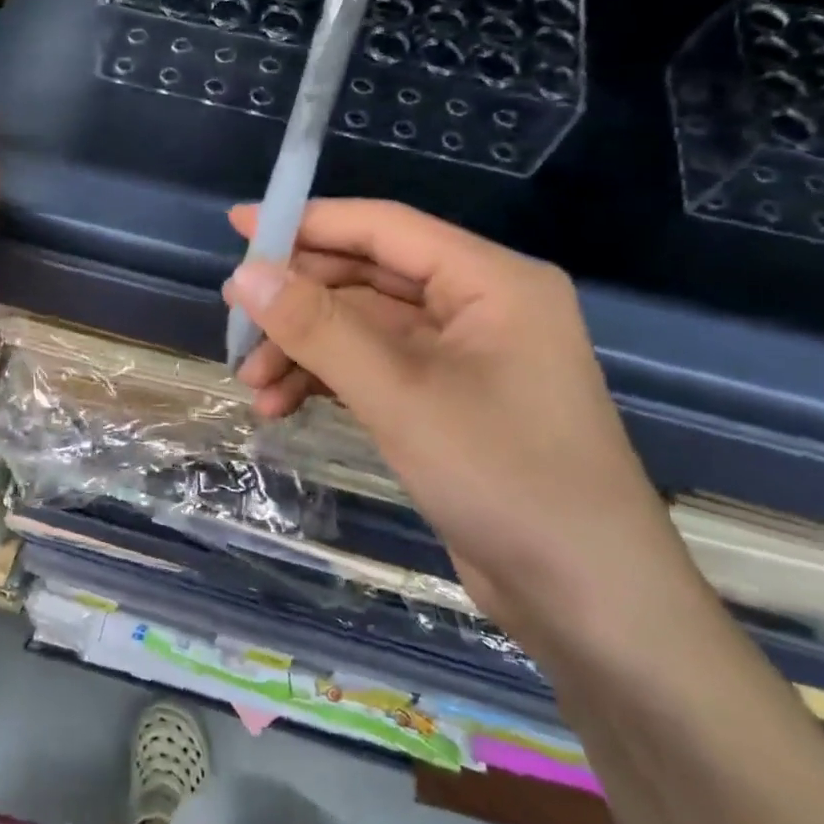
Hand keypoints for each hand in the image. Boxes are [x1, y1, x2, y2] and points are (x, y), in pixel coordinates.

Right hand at [224, 199, 695, 652]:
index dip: (308, 222)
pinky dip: (326, 381)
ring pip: (362, 328)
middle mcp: (479, 306)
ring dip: (305, 350)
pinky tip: (280, 407)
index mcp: (490, 281)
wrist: (588, 602)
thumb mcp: (400, 395)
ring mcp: (462, 357)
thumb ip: (319, 327)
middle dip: (299, 302)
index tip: (239, 224)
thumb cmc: (506, 478)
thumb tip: (245, 274)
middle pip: (367, 277)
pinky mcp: (446, 401)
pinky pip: (372, 369)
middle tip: (235, 321)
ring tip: (252, 384)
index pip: (384, 228)